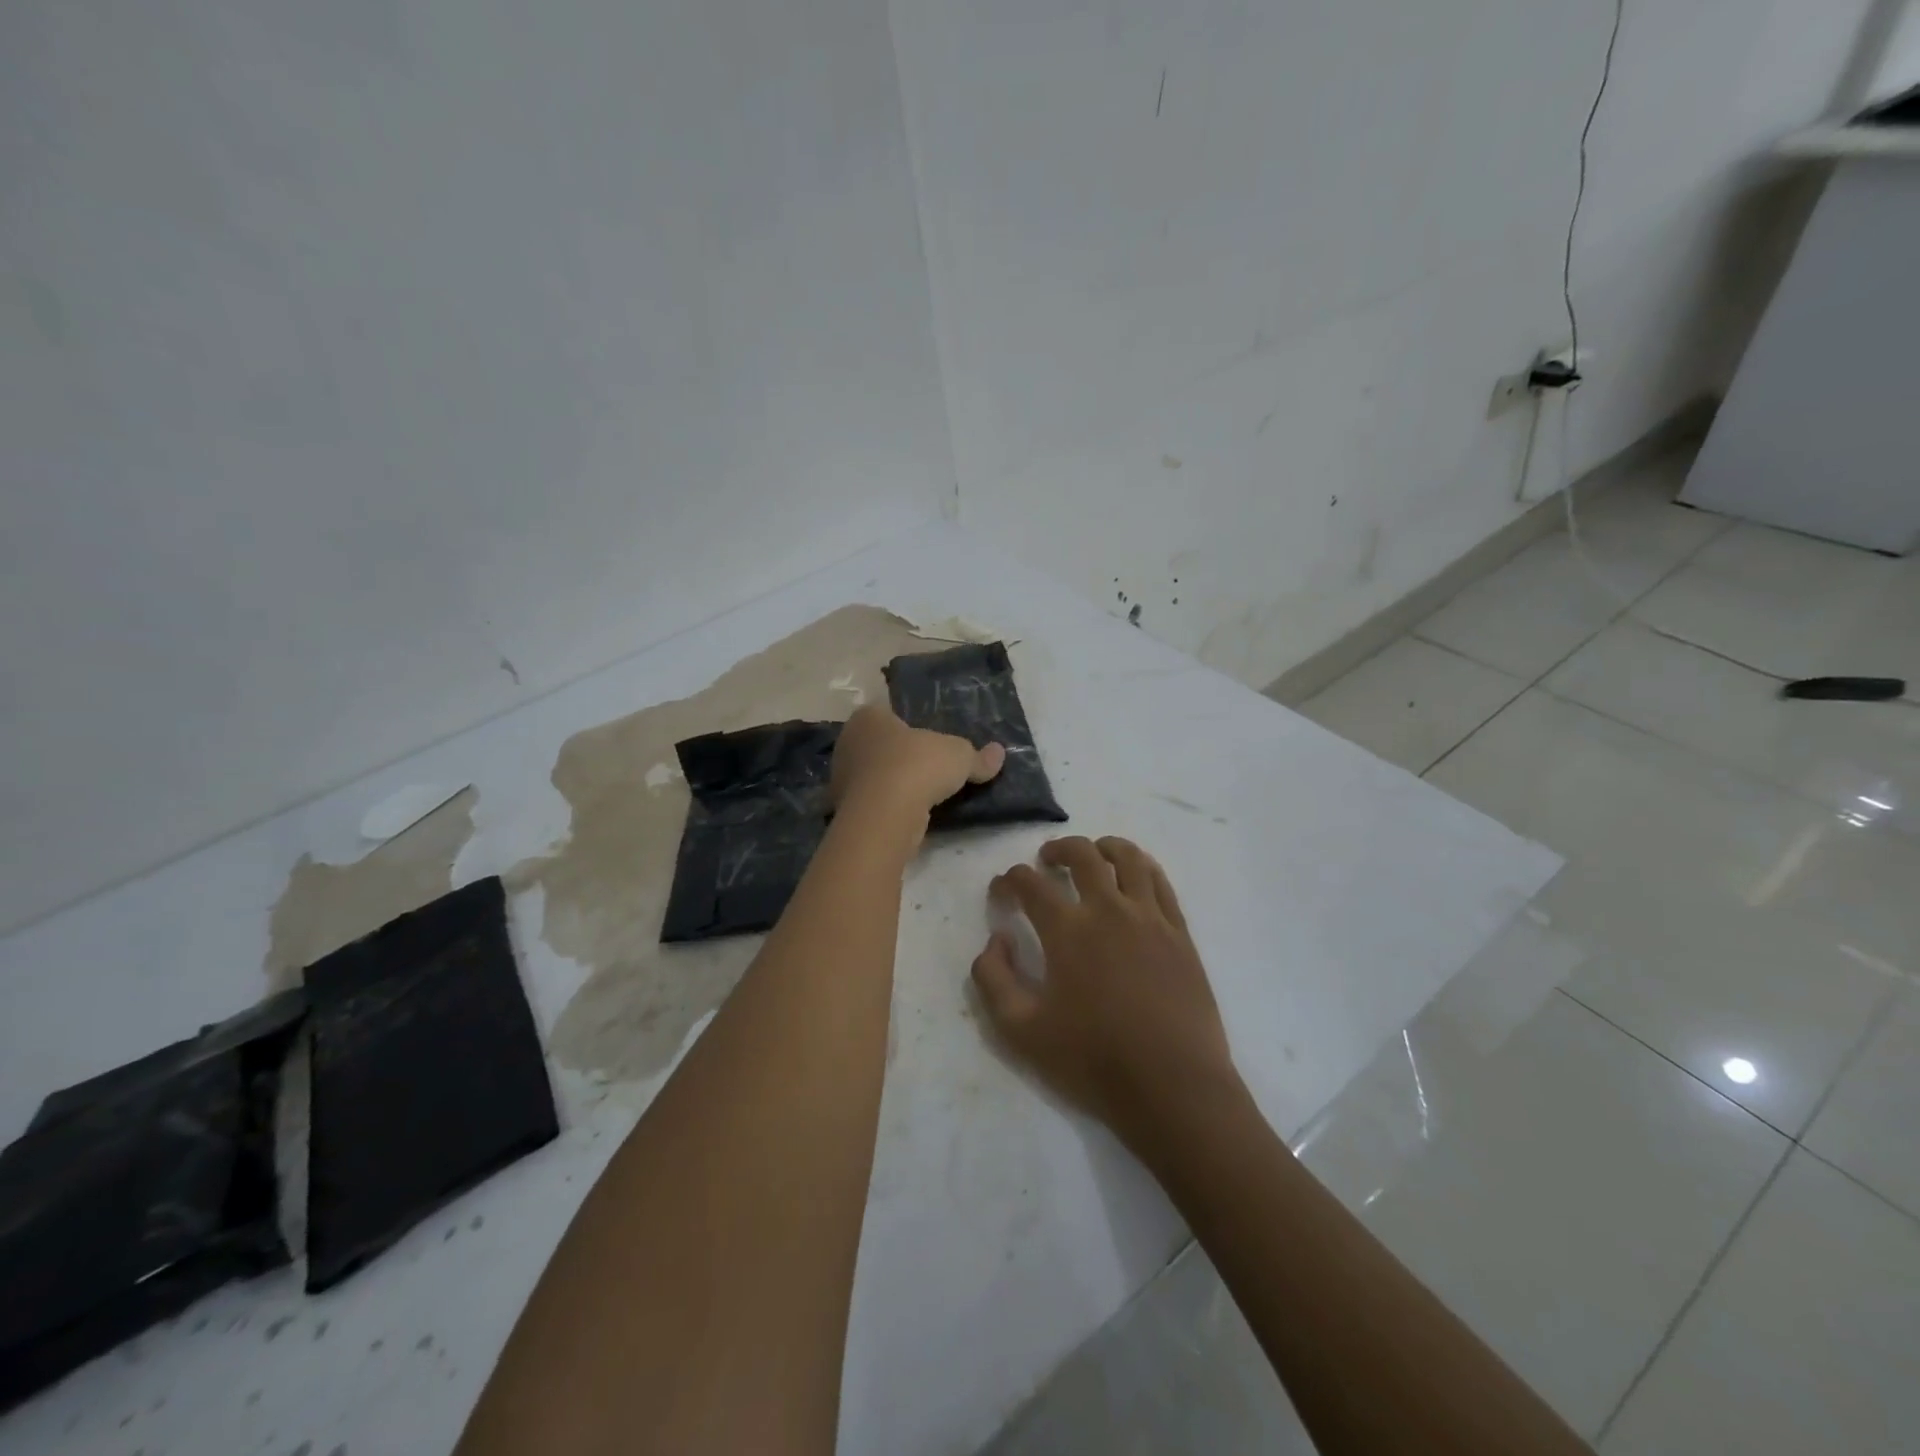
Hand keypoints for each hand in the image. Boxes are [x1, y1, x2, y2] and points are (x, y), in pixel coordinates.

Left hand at [830, 703, 1004, 832]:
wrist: (885, 814)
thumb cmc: (917, 766)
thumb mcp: (959, 756)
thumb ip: (977, 756)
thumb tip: (999, 753)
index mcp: (868, 717)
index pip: (886, 713)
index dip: (907, 726)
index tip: (926, 741)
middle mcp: (848, 742)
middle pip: (878, 745)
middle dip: (898, 755)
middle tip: (926, 766)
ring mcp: (841, 778)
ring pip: (872, 776)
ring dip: (891, 784)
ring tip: (920, 794)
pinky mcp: (844, 809)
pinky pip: (871, 803)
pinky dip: (886, 807)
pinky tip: (907, 815)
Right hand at [972, 837, 1238, 1140]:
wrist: (1173, 1088)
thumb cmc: (1093, 1061)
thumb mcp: (1021, 1030)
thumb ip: (993, 979)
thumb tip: (996, 939)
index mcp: (1068, 931)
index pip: (1030, 884)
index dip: (1009, 879)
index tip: (1002, 889)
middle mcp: (1109, 910)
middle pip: (1082, 855)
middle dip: (1058, 849)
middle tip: (1046, 860)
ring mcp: (1150, 918)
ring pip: (1128, 858)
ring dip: (1104, 847)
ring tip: (1093, 854)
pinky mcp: (1180, 933)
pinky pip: (1160, 882)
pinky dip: (1142, 866)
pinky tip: (1134, 875)